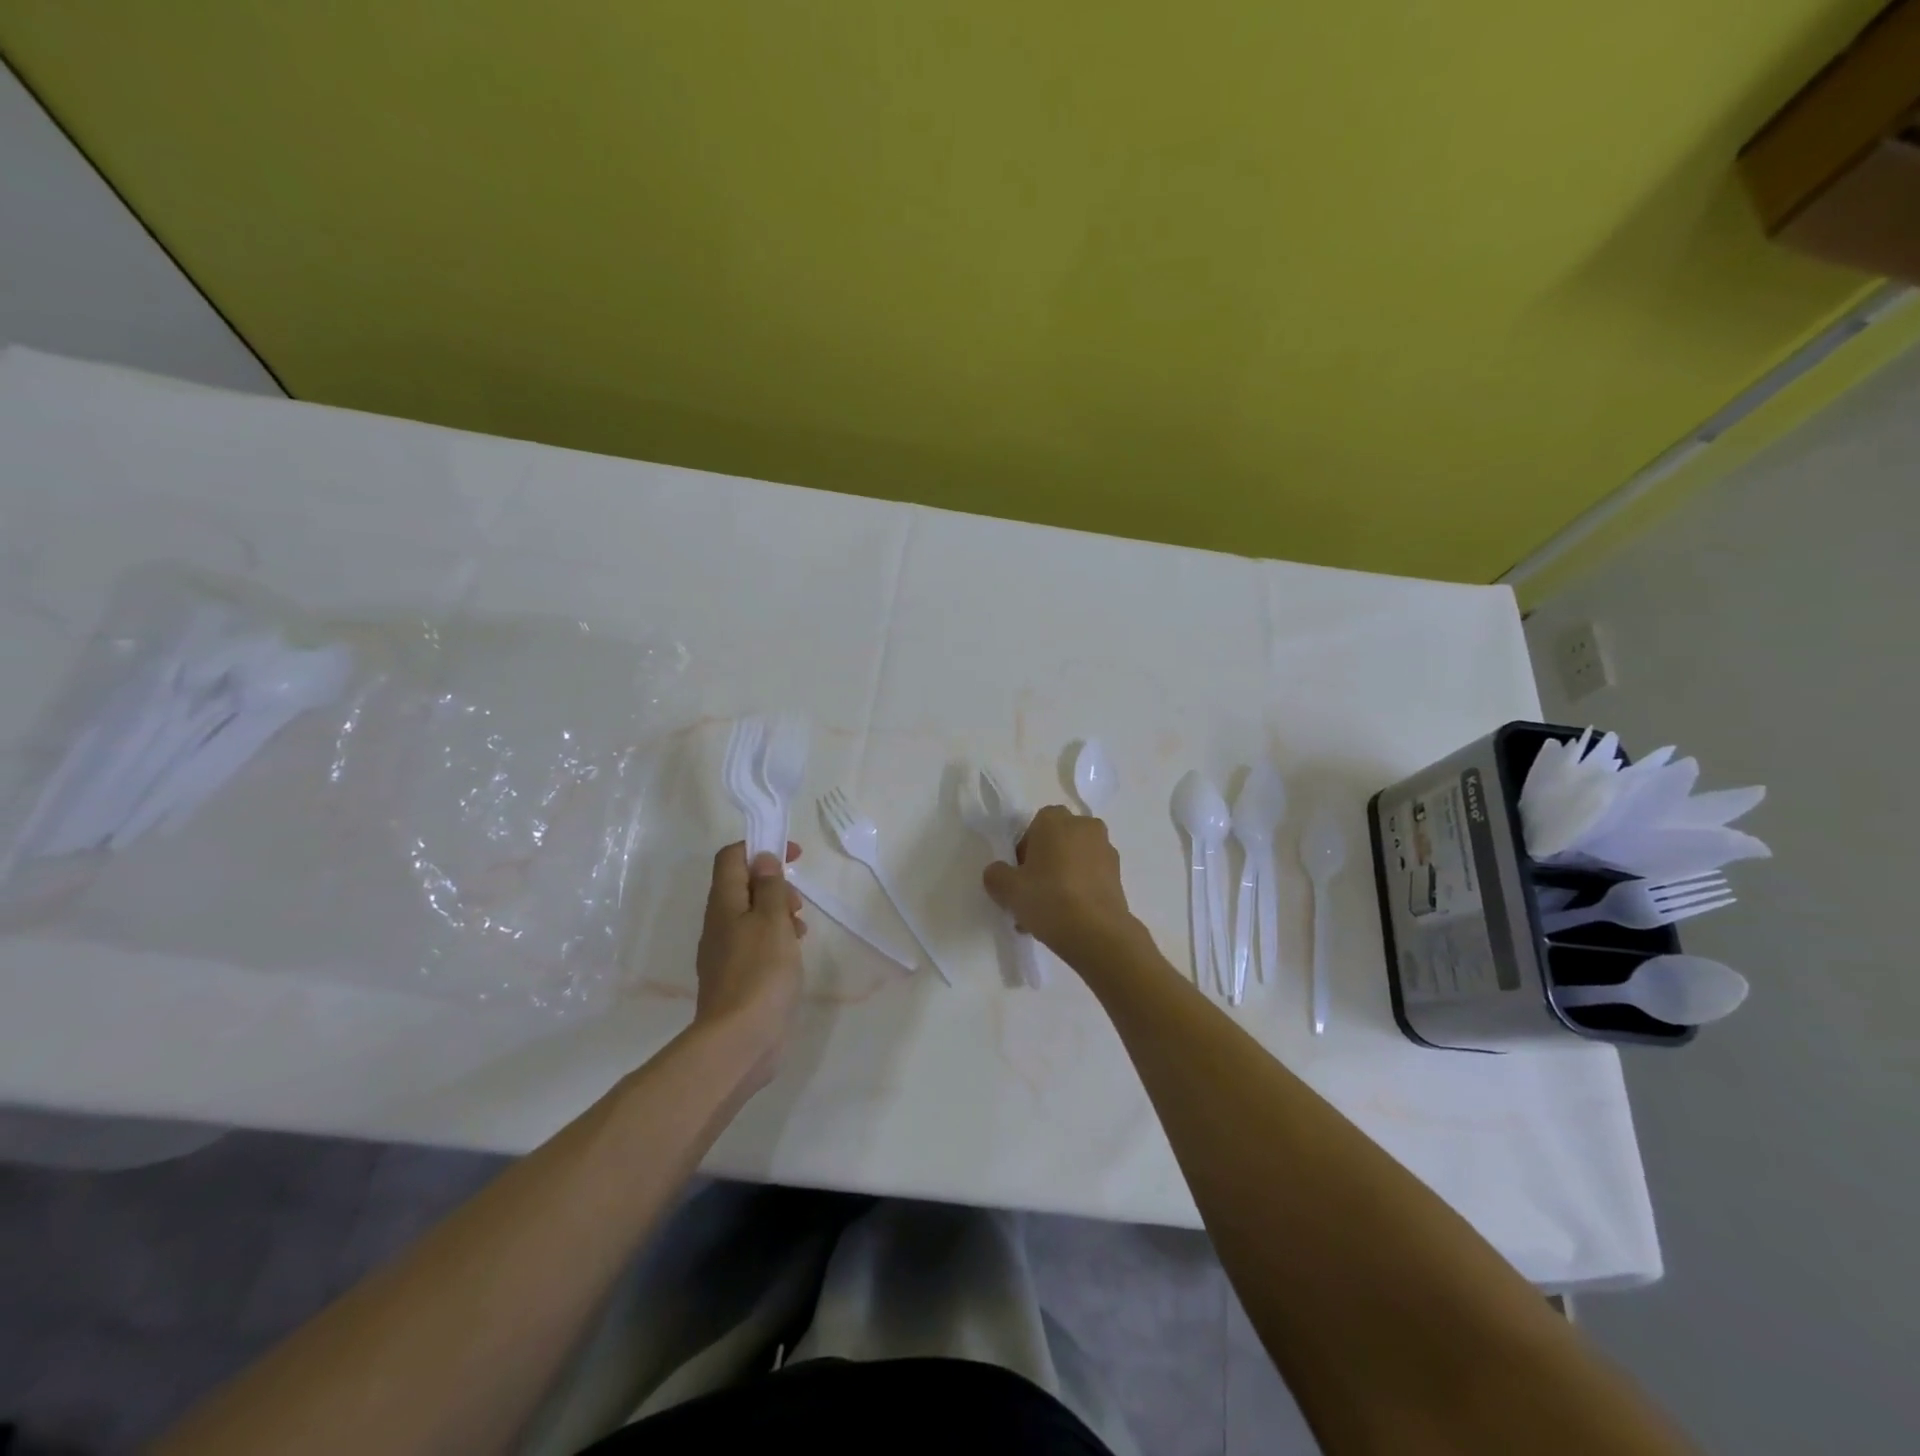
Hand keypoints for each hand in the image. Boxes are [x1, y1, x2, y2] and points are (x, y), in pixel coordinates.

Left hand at [694, 842, 805, 1091]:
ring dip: (778, 913)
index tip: (793, 855)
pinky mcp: (735, 976)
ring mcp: (724, 952)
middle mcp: (718, 923)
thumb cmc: (761, 972)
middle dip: (774, 885)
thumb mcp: (773, 920)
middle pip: (743, 886)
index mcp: (724, 904)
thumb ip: (769, 886)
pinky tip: (793, 955)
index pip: (731, 857)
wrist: (739, 1040)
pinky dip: (776, 938)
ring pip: (751, 916)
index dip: (760, 847)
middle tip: (797, 904)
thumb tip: (762, 858)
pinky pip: (755, 943)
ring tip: (801, 931)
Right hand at [982, 806, 1146, 966]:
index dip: (1023, 852)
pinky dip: (1079, 890)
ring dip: (1062, 878)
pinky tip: (1068, 918)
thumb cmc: (1048, 898)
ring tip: (1049, 914)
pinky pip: (1090, 877)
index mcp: (1055, 819)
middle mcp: (1084, 826)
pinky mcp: (1119, 875)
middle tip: (1032, 894)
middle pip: (1056, 842)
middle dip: (1044, 864)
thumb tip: (999, 873)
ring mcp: (1106, 850)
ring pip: (1074, 861)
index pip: (1033, 828)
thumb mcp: (1008, 889)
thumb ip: (996, 875)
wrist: (1097, 932)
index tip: (1019, 877)